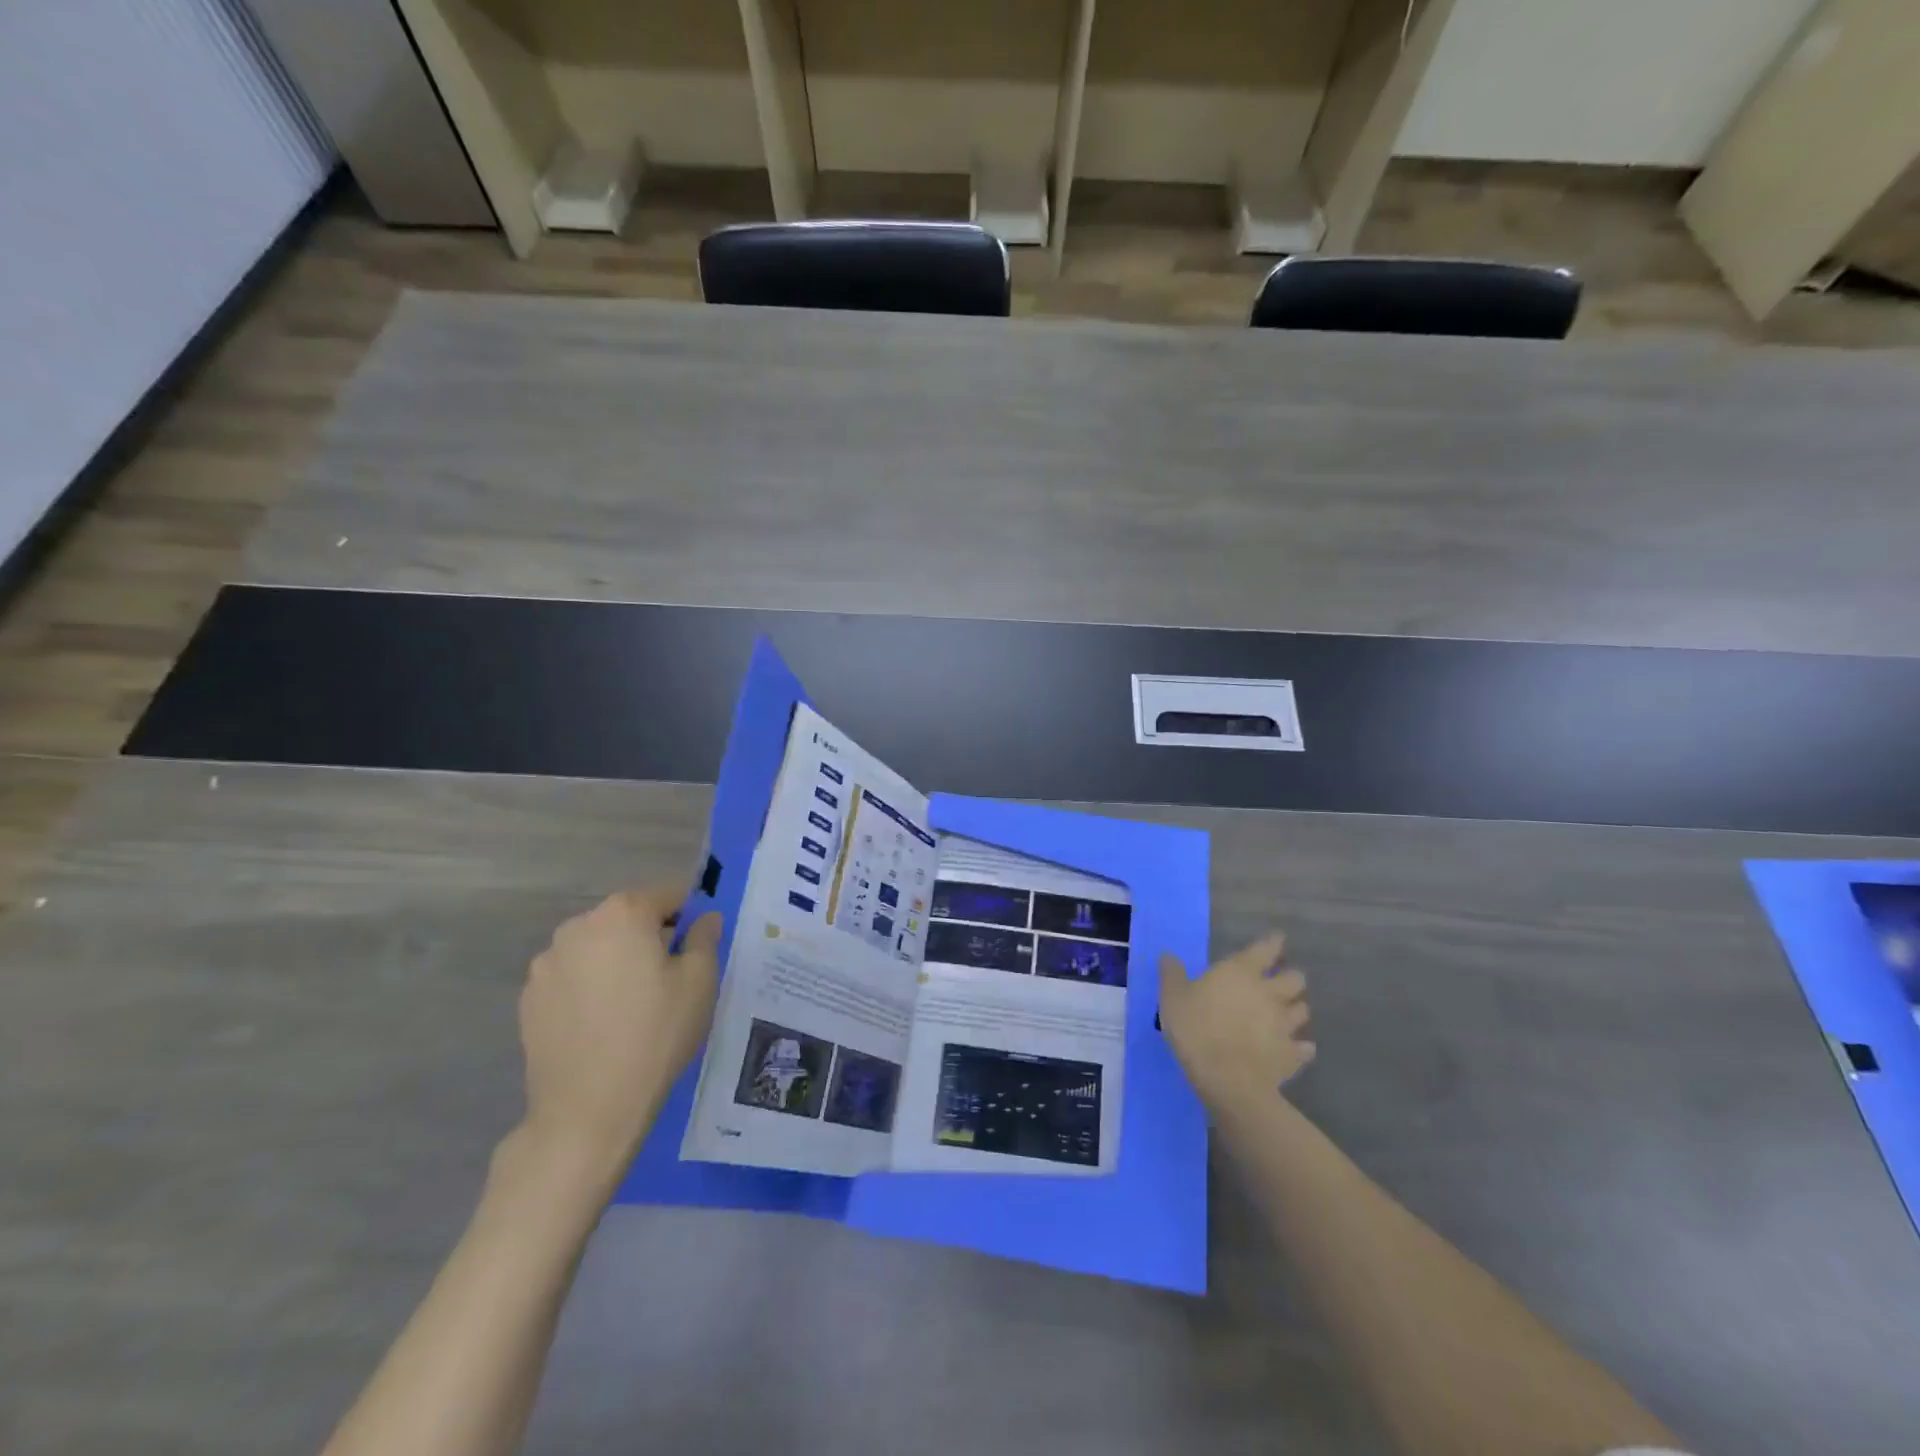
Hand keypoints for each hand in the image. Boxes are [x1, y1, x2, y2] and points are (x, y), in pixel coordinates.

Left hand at [515, 884, 721, 1180]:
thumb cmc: (655, 1035)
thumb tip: (705, 918)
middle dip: (650, 938)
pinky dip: (589, 988)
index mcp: (623, 913)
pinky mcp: (529, 999)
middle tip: (670, 980)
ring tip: (633, 1006)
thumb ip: (704, 938)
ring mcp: (547, 963)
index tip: (699, 947)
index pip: (667, 896)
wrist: (587, 1111)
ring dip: (617, 962)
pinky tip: (602, 1024)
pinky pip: (572, 978)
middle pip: (627, 919)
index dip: (689, 917)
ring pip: (597, 948)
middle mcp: (578, 926)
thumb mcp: (700, 982)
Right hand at [1159, 933, 1313, 1110]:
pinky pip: (1305, 1047)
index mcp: (1241, 972)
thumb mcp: (1172, 998)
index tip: (1277, 940)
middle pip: (1295, 979)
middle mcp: (1270, 993)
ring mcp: (1285, 1025)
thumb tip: (1168, 955)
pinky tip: (1294, 1049)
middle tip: (1278, 983)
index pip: (1266, 949)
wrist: (1227, 1079)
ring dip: (1296, 1009)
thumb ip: (1172, 974)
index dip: (1273, 943)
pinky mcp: (1293, 1055)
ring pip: (1303, 1010)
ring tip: (1286, 1015)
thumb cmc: (1196, 1029)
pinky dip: (1301, 1046)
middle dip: (1290, 978)